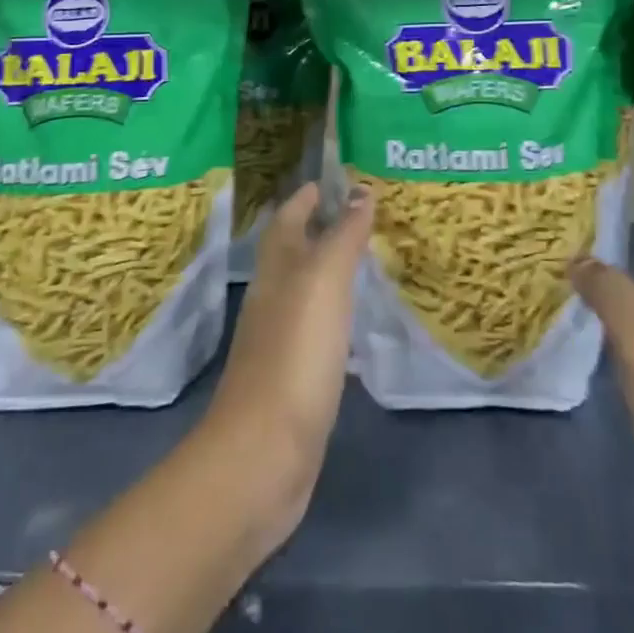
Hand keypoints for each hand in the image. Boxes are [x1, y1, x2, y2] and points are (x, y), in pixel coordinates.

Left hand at [201, 182, 372, 551]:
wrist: (264, 454)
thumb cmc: (295, 354)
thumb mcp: (324, 283)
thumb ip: (343, 236)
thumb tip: (360, 191)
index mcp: (277, 267)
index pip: (290, 216)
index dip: (311, 195)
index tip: (342, 178)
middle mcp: (274, 295)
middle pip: (297, 249)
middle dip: (325, 228)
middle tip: (368, 215)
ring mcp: (281, 338)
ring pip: (308, 288)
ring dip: (332, 270)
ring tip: (369, 260)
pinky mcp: (294, 376)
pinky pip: (318, 329)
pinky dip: (337, 315)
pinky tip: (358, 324)